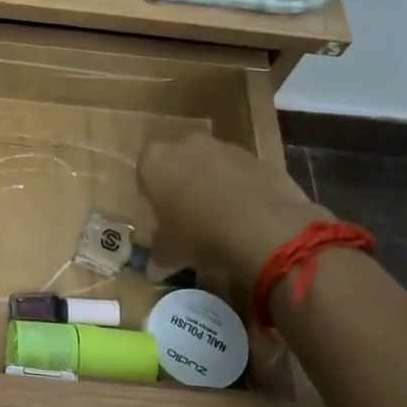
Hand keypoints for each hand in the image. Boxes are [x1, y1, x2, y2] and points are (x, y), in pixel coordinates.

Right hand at [138, 133, 325, 278]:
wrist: (263, 228)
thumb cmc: (200, 235)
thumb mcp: (169, 251)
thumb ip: (159, 249)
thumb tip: (157, 260)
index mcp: (156, 161)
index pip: (144, 168)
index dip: (151, 190)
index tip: (159, 211)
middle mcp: (187, 145)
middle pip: (179, 160)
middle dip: (182, 181)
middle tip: (188, 213)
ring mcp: (225, 148)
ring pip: (212, 164)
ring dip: (213, 183)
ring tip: (221, 217)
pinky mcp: (258, 158)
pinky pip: (241, 173)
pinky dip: (241, 188)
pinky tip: (248, 216)